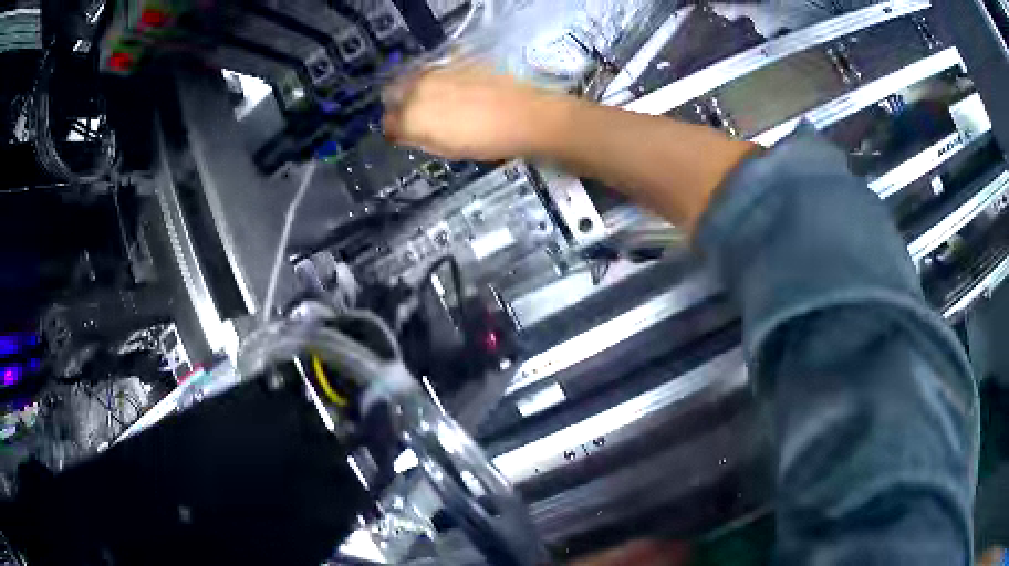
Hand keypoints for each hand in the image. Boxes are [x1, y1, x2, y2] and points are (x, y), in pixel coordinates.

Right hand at [383, 64, 562, 160]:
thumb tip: (405, 132)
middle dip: (397, 104)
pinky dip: (436, 78)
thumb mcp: (446, 149)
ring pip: (411, 77)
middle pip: (391, 93)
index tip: (404, 134)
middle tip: (414, 115)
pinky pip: (435, 68)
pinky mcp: (454, 60)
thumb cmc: (485, 141)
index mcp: (411, 118)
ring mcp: (436, 71)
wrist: (524, 115)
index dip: (395, 130)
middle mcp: (416, 89)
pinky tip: (453, 87)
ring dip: (414, 88)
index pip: (387, 123)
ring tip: (434, 101)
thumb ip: (418, 138)